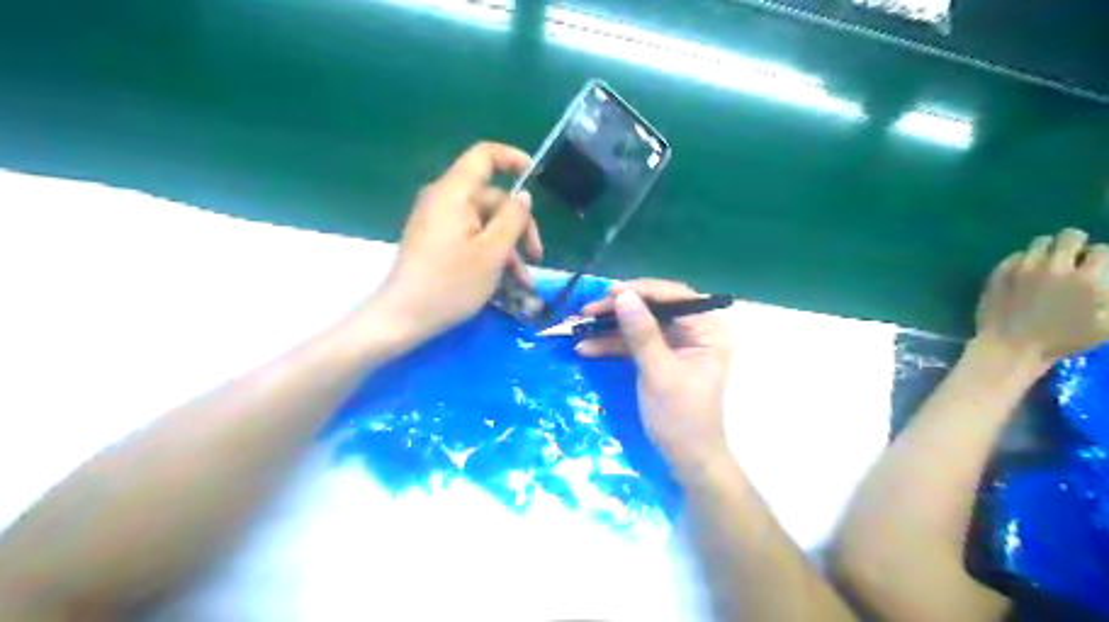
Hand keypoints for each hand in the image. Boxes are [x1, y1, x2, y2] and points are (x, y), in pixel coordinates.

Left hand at [372, 142, 543, 342]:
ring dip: (508, 248)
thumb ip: (513, 219)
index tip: (536, 177)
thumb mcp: (492, 252)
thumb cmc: (450, 283)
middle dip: (518, 226)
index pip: (484, 156)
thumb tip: (524, 196)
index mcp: (454, 193)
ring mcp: (438, 222)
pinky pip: (470, 237)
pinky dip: (490, 254)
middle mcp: (444, 200)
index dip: (512, 158)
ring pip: (484, 223)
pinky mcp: (436, 242)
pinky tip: (507, 282)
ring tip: (524, 281)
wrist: (403, 317)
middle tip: (536, 257)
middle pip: (491, 198)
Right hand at [575, 279, 734, 477]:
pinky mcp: (659, 357)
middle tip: (588, 309)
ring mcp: (676, 344)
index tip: (610, 292)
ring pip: (640, 324)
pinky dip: (612, 345)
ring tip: (578, 325)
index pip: (676, 297)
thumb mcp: (659, 372)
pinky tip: (586, 347)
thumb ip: (642, 333)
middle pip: (654, 308)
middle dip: (619, 309)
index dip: (643, 291)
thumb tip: (623, 296)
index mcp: (708, 330)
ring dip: (610, 327)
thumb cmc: (681, 416)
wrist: (685, 458)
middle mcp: (694, 331)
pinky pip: (635, 343)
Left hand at [978, 229, 1108, 363]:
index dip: (1100, 258)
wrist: (1010, 347)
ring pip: (1040, 242)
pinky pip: (1015, 256)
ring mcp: (1023, 268)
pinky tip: (1025, 274)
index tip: (1095, 266)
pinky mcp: (999, 273)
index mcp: (1087, 280)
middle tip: (1072, 259)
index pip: (1102, 250)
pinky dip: (1023, 261)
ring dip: (1048, 251)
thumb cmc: (1062, 341)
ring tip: (1048, 264)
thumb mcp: (1106, 326)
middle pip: (1070, 236)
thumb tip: (1103, 286)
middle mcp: (1055, 268)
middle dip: (1075, 245)